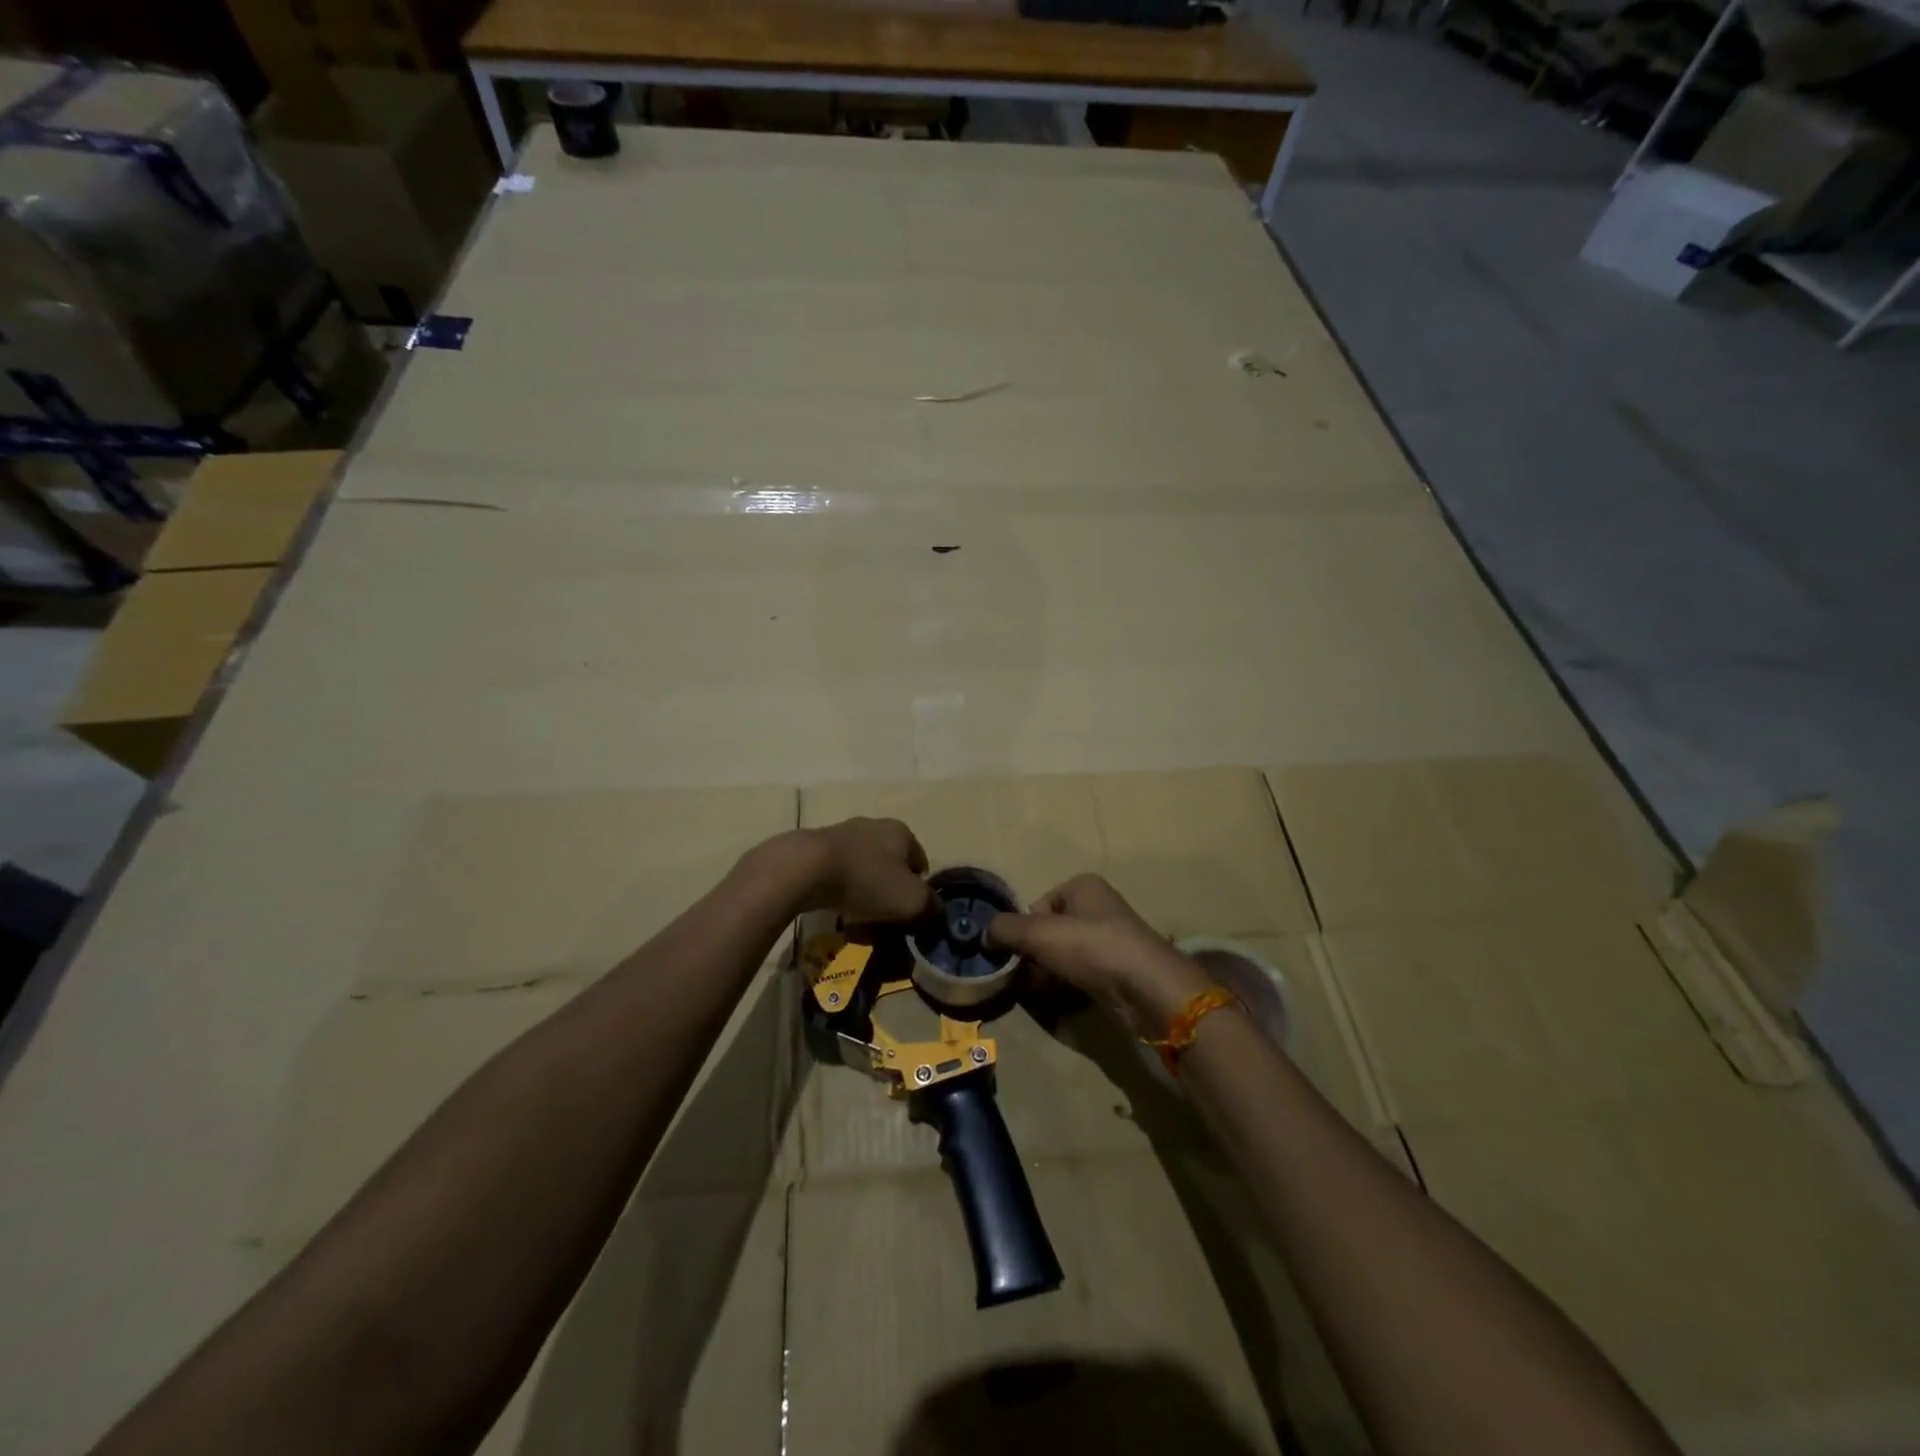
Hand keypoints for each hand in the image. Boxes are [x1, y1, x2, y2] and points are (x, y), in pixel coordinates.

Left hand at [792, 818, 936, 923]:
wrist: (806, 868)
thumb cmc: (867, 881)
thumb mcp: (911, 901)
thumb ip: (931, 906)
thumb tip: (935, 910)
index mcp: (903, 832)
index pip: (921, 863)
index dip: (918, 891)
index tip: (906, 913)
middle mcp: (876, 824)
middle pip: (891, 864)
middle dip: (889, 890)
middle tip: (882, 916)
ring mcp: (845, 831)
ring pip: (864, 867)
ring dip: (864, 888)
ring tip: (855, 915)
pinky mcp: (818, 844)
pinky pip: (838, 869)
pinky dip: (840, 886)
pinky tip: (833, 903)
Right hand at [986, 874, 1210, 1034]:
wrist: (1147, 989)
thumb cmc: (1092, 947)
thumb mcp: (1040, 932)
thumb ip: (1006, 929)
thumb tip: (983, 934)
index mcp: (1082, 887)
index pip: (1036, 906)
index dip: (1021, 931)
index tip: (1012, 954)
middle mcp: (1096, 908)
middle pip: (1048, 932)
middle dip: (1031, 956)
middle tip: (1018, 978)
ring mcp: (1109, 941)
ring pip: (1062, 957)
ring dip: (1045, 975)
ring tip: (1035, 993)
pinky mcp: (1116, 972)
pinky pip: (1079, 976)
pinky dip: (1064, 988)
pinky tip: (1056, 1002)